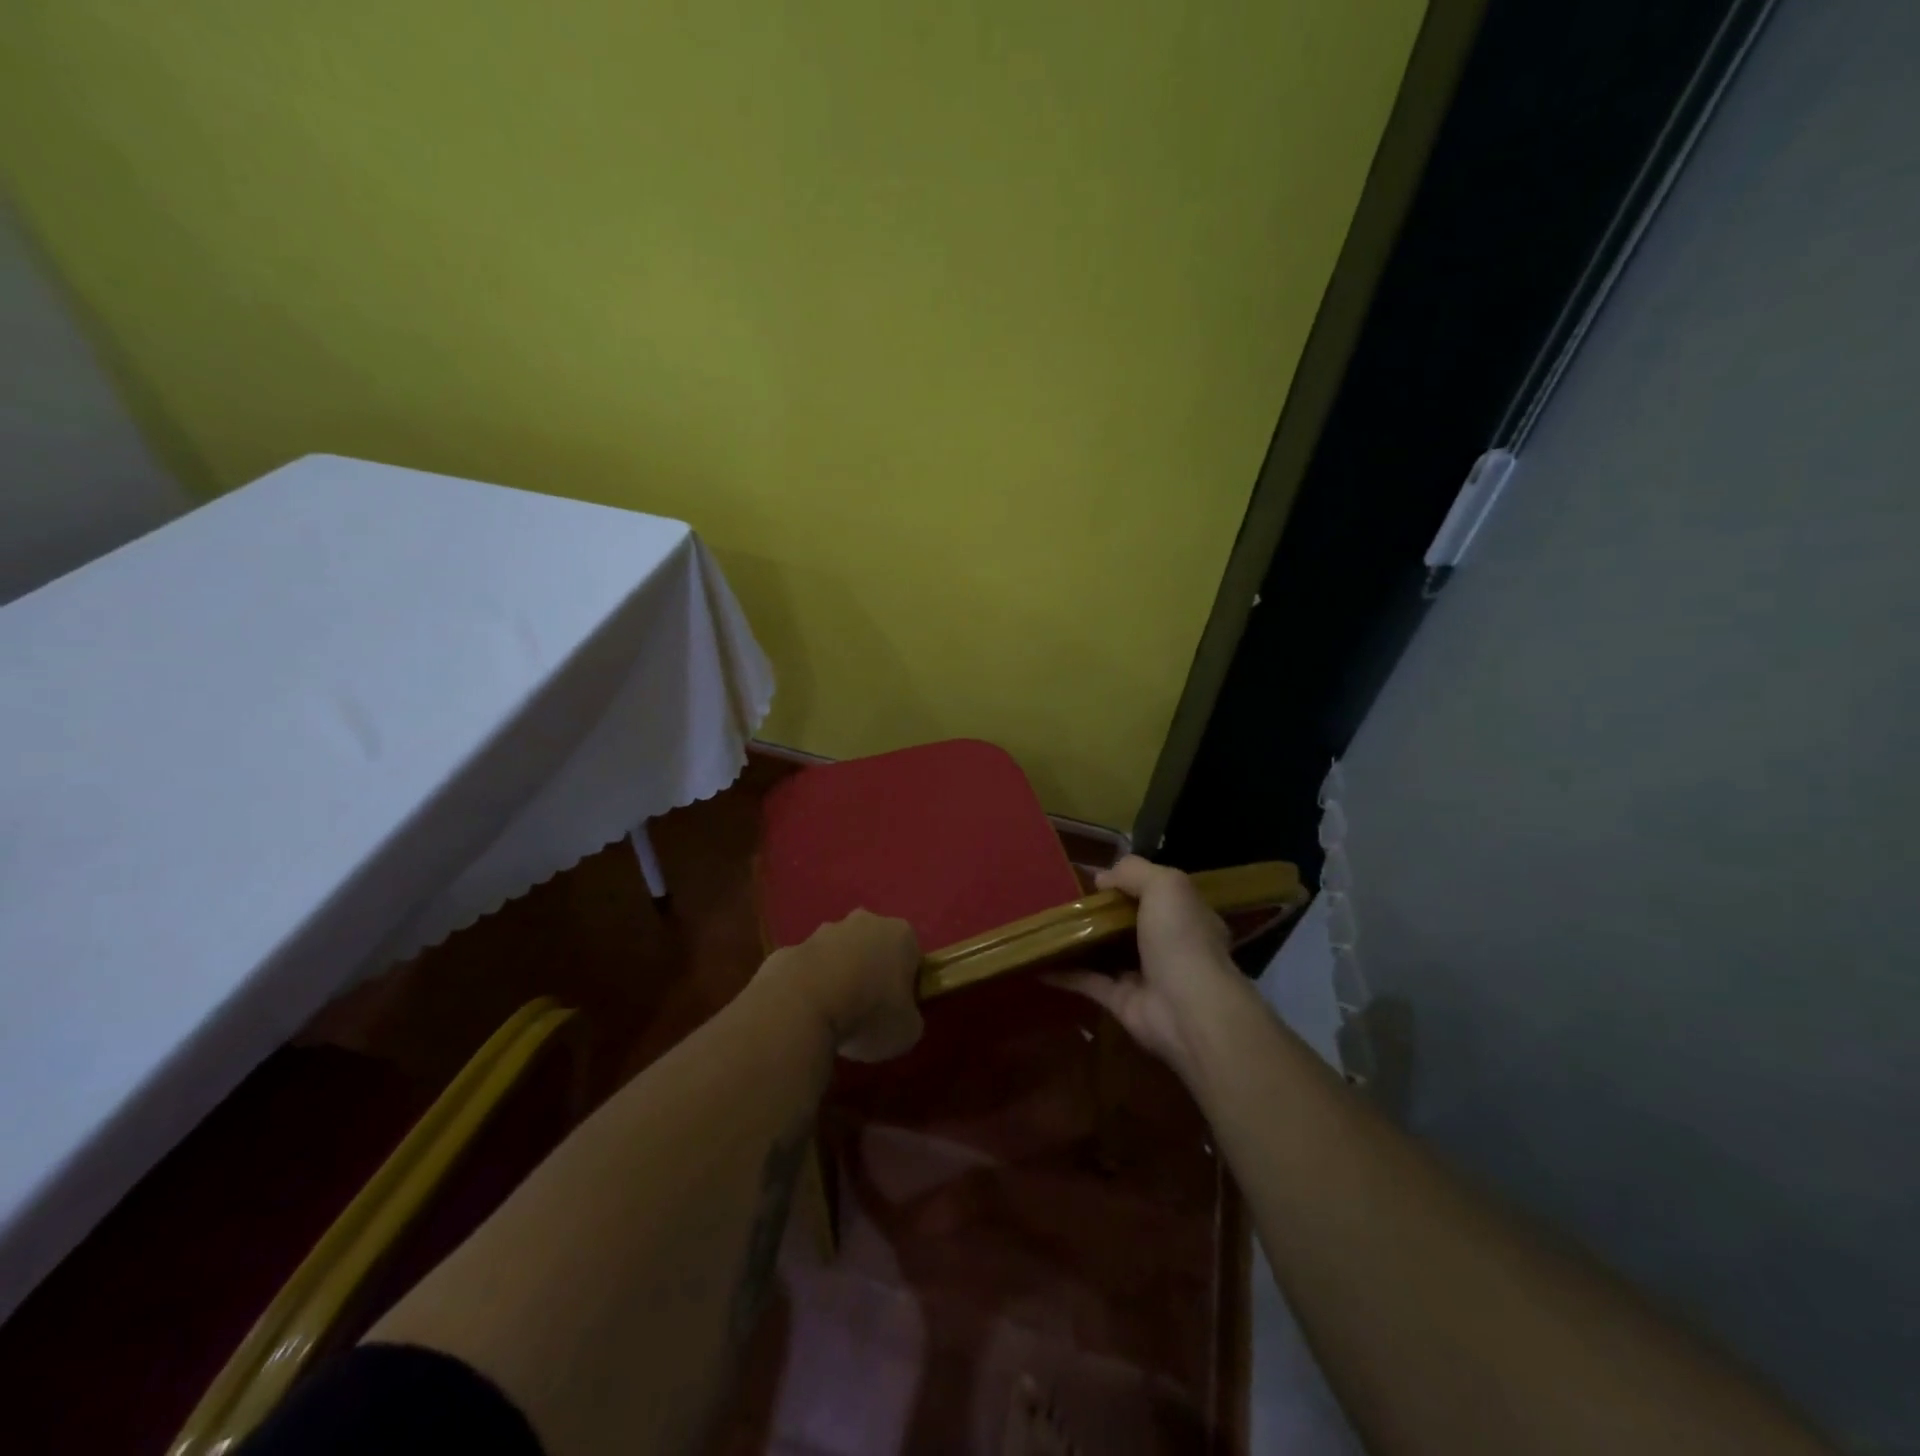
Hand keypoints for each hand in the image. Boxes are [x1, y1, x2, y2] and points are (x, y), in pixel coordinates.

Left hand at [757, 910, 923, 1061]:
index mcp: (900, 934)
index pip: (912, 955)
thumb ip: (909, 1018)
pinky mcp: (790, 948)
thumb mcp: (907, 1031)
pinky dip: (808, 986)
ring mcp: (822, 932)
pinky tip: (805, 1013)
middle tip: (867, 1010)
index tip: (898, 1009)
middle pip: (873, 947)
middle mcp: (864, 922)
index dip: (906, 983)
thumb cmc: (869, 1014)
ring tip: (833, 1015)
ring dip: (838, 976)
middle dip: (871, 972)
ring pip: (838, 954)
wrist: (802, 1005)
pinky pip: (807, 969)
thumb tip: (900, 1018)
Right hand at [1049, 856, 1241, 1077]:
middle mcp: (1168, 945)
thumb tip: (1101, 878)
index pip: (1157, 894)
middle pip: (1128, 923)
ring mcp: (1144, 975)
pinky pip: (1088, 982)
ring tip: (1046, 924)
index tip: (1096, 878)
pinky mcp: (1121, 1001)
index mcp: (1185, 915)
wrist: (1188, 1009)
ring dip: (1080, 941)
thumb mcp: (1165, 885)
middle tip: (1063, 899)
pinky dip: (1064, 973)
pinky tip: (1038, 961)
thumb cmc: (1181, 938)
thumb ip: (1133, 872)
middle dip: (1100, 912)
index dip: (1129, 883)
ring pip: (1106, 952)